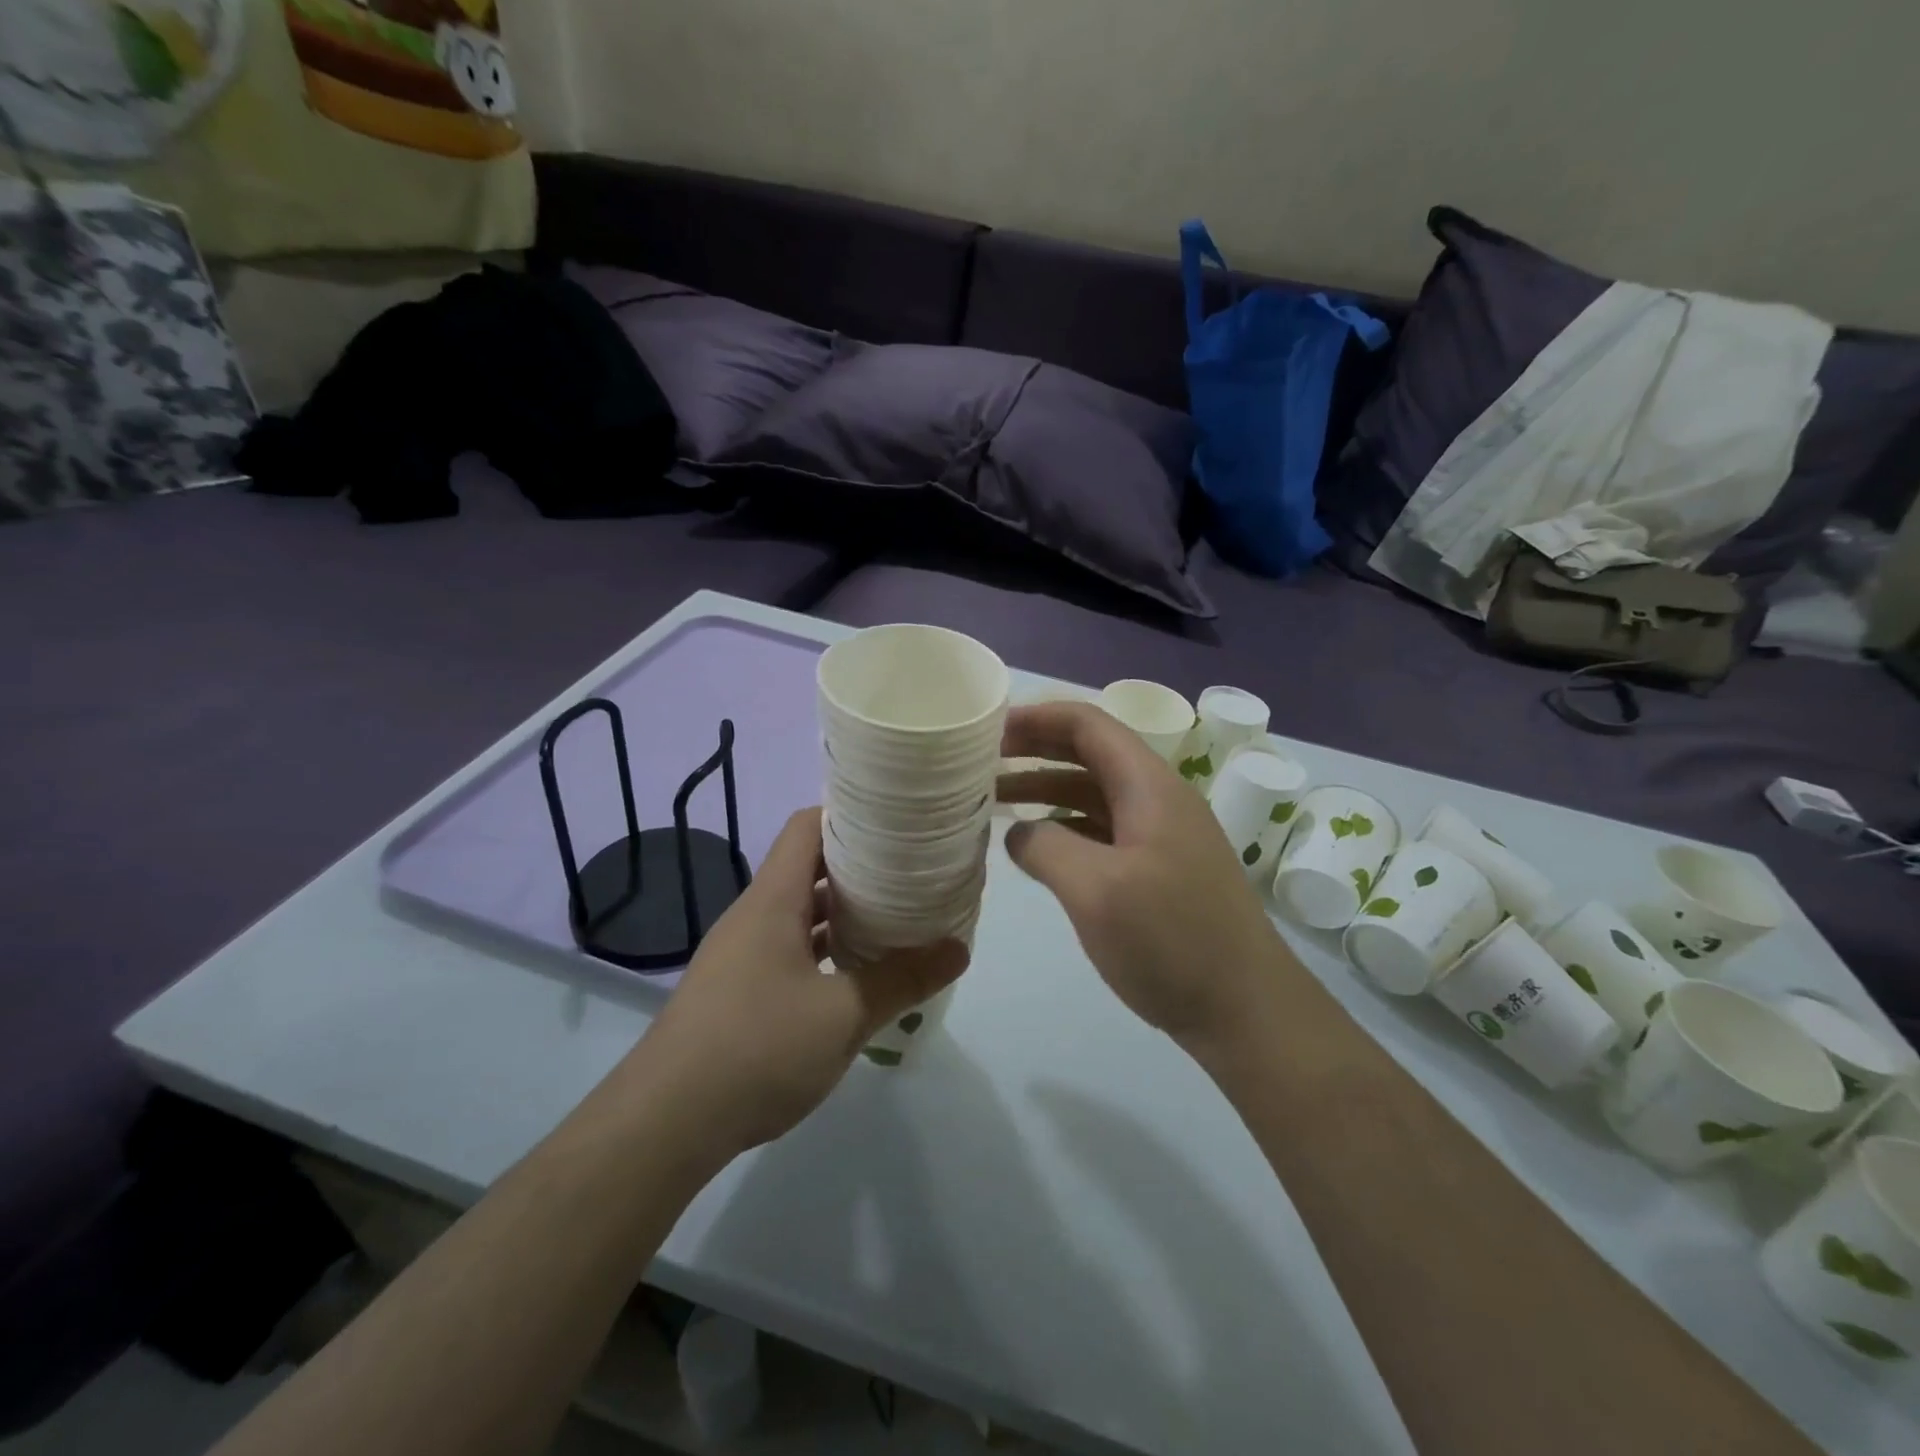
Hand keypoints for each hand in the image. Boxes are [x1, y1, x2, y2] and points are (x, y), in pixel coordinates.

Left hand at [635, 808, 968, 1155]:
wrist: (664, 1125)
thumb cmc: (756, 1048)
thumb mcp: (843, 1015)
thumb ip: (903, 979)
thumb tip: (958, 948)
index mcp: (773, 900)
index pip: (808, 826)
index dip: (850, 814)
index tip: (897, 821)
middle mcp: (755, 916)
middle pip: (809, 868)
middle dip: (860, 866)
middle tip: (913, 871)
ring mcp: (744, 956)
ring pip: (801, 914)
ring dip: (845, 913)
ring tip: (897, 917)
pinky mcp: (740, 992)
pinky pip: (791, 952)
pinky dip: (827, 951)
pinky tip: (858, 975)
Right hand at [999, 702, 1291, 1048]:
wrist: (1246, 1010)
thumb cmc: (1171, 940)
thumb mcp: (1096, 890)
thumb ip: (1045, 847)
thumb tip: (1020, 834)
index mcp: (1148, 786)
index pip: (1088, 725)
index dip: (1037, 718)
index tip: (988, 731)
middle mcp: (1157, 800)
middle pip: (1090, 754)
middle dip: (1035, 751)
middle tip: (982, 762)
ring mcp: (1161, 837)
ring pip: (1093, 795)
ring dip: (1045, 791)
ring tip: (994, 803)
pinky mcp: (1159, 872)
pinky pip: (1103, 831)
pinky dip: (1064, 828)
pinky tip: (1036, 850)